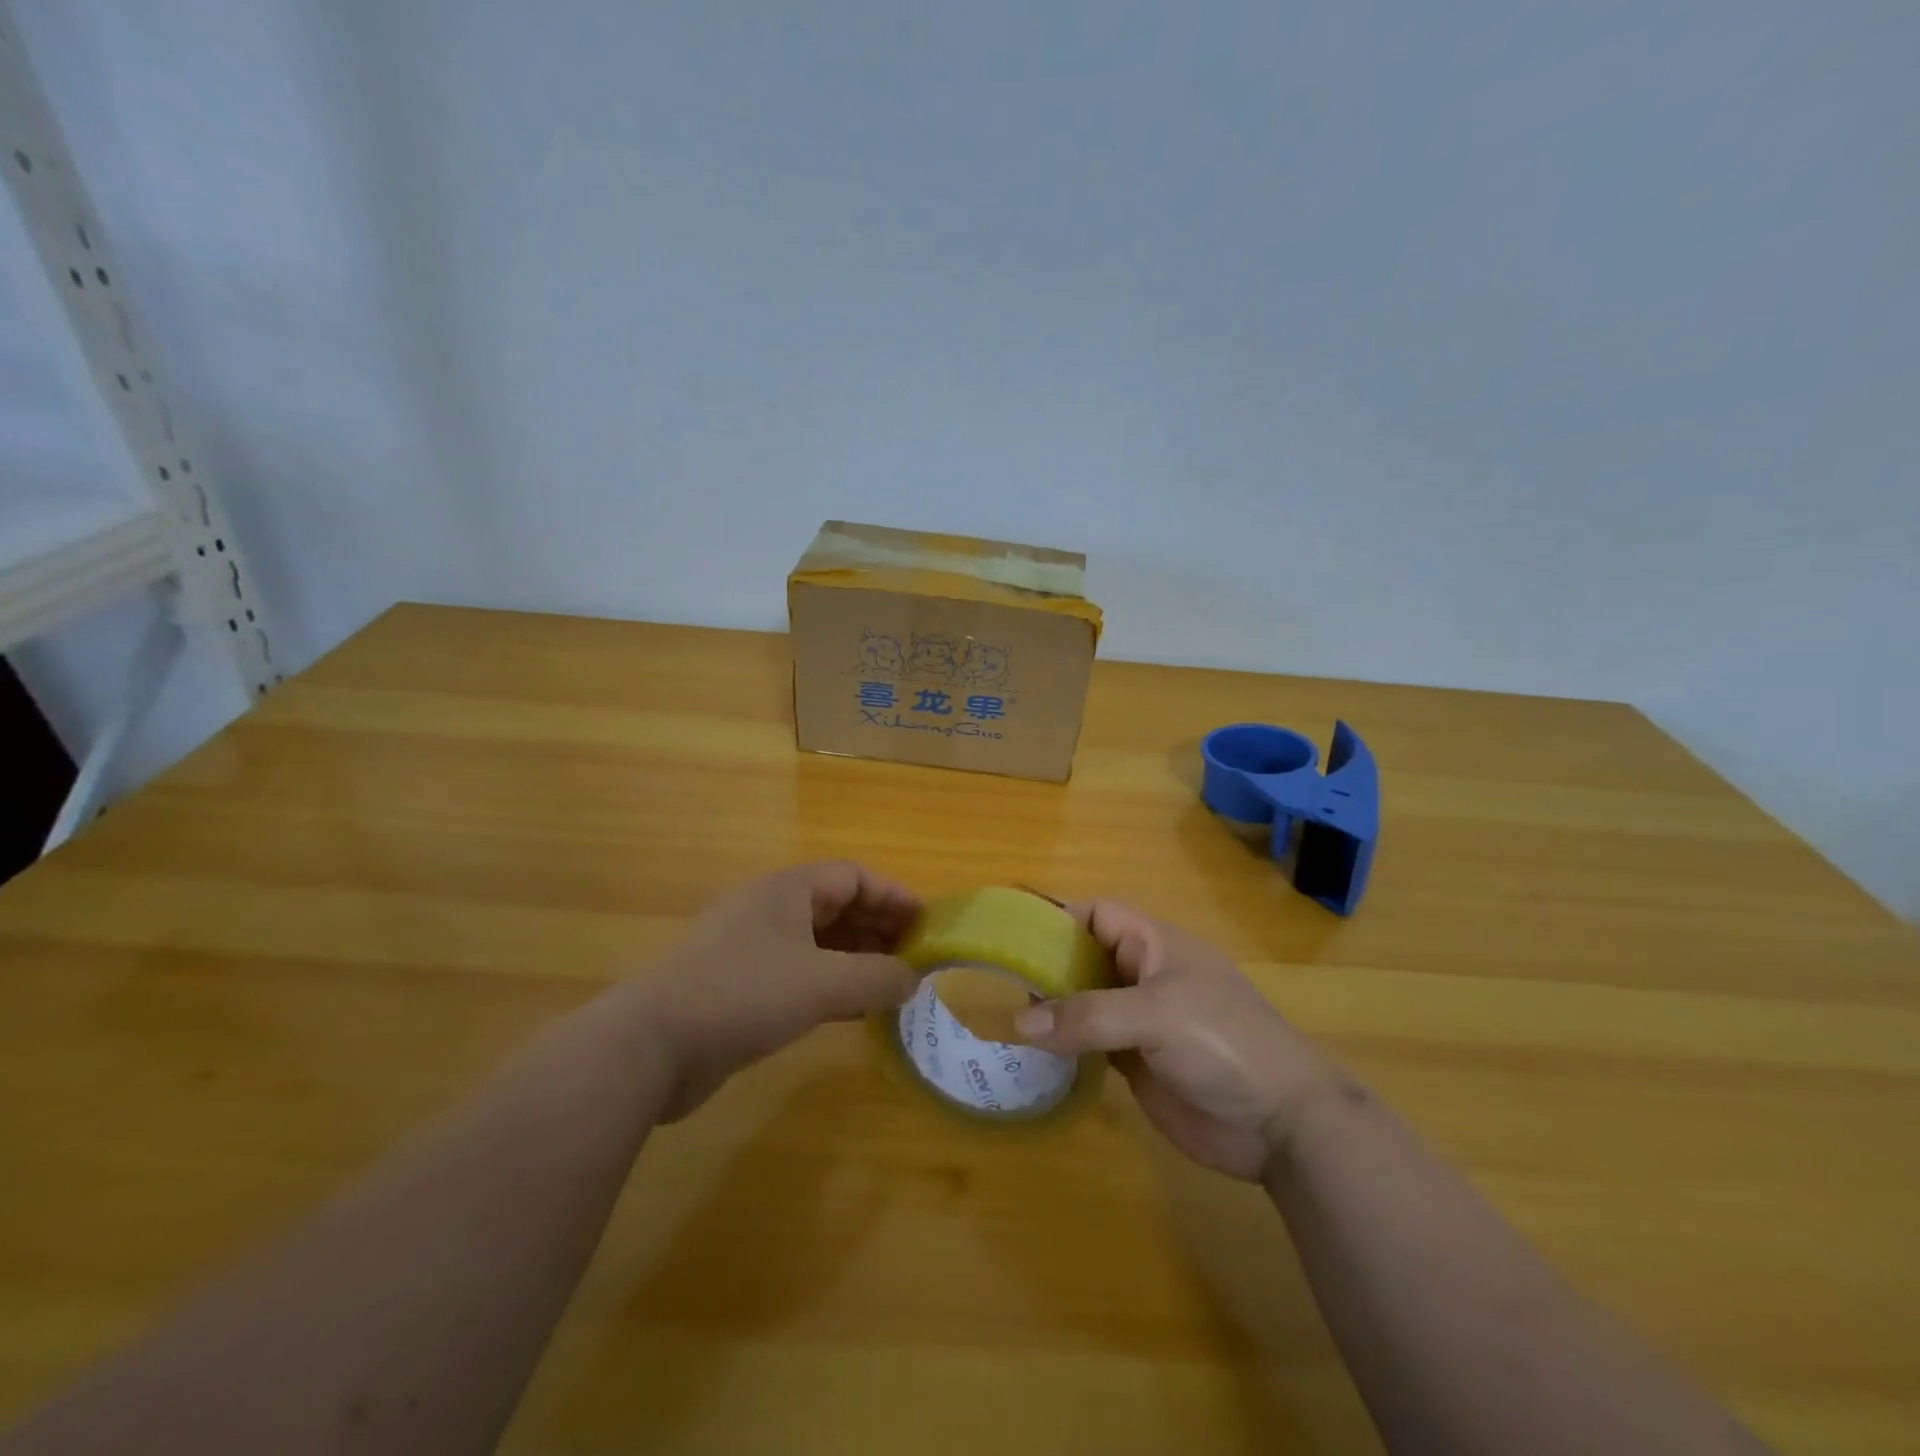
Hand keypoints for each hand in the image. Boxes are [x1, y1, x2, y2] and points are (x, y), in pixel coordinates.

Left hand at [635, 862, 921, 1119]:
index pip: (854, 877)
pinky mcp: (739, 986)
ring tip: (893, 986)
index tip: (928, 925)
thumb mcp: (823, 984)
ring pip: (819, 943)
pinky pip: (799, 974)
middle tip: (916, 960)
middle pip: (838, 906)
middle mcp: (770, 909)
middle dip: (880, 929)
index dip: (894, 897)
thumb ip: (877, 978)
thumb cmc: (743, 995)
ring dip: (857, 960)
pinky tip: (854, 1012)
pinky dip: (831, 986)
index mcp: (788, 889)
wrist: (649, 1046)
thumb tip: (914, 979)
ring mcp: (751, 947)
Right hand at [1012, 900, 1346, 1180]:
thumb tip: (1019, 1023)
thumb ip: (1088, 1016)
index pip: (1097, 914)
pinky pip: (1091, 1043)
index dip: (1058, 917)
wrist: (1282, 1124)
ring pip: (1084, 1002)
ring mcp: (1140, 1021)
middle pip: (1085, 957)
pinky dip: (1064, 1044)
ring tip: (1003, 1017)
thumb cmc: (1224, 1044)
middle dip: (1045, 966)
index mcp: (1155, 945)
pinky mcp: (1137, 1062)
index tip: (1013, 935)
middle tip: (996, 982)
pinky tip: (1034, 1053)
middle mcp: (1143, 976)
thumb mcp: (1156, 1016)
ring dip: (1051, 1008)